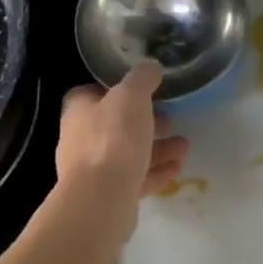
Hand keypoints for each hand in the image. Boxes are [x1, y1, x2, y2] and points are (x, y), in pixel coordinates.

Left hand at [56, 61, 189, 226]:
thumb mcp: (131, 95)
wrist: (102, 197)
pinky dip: (157, 171)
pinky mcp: (108, 195)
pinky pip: (136, 178)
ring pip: (129, 154)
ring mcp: (93, 171)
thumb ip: (142, 78)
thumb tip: (150, 66)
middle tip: (170, 119)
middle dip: (144, 122)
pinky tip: (178, 168)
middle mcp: (80, 139)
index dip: (116, 90)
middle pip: (114, 125)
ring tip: (184, 146)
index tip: (142, 91)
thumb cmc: (113, 138)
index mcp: (79, 111)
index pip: (91, 93)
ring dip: (157, 148)